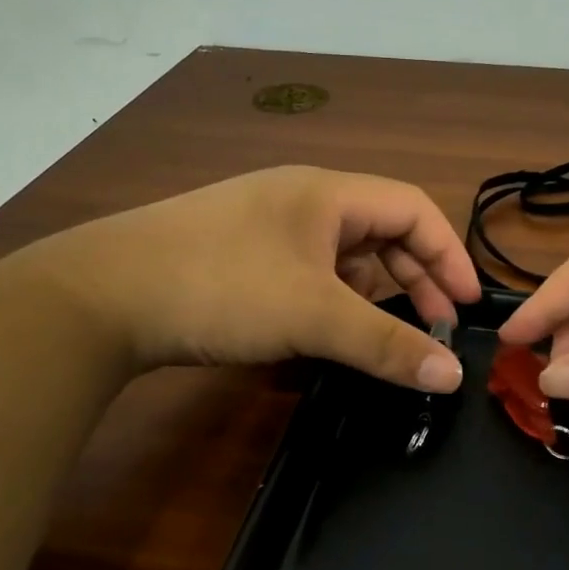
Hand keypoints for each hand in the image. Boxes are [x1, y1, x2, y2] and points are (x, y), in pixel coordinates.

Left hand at [26, 166, 480, 389]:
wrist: (101, 297)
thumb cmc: (220, 287)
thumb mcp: (313, 315)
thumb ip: (386, 344)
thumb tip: (452, 377)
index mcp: (326, 192)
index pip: (413, 209)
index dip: (449, 254)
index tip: (467, 306)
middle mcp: (301, 199)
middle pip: (381, 230)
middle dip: (416, 277)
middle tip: (435, 327)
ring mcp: (266, 226)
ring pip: (344, 254)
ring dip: (375, 291)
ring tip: (388, 334)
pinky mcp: (240, 255)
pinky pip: (310, 272)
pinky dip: (334, 299)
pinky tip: (330, 329)